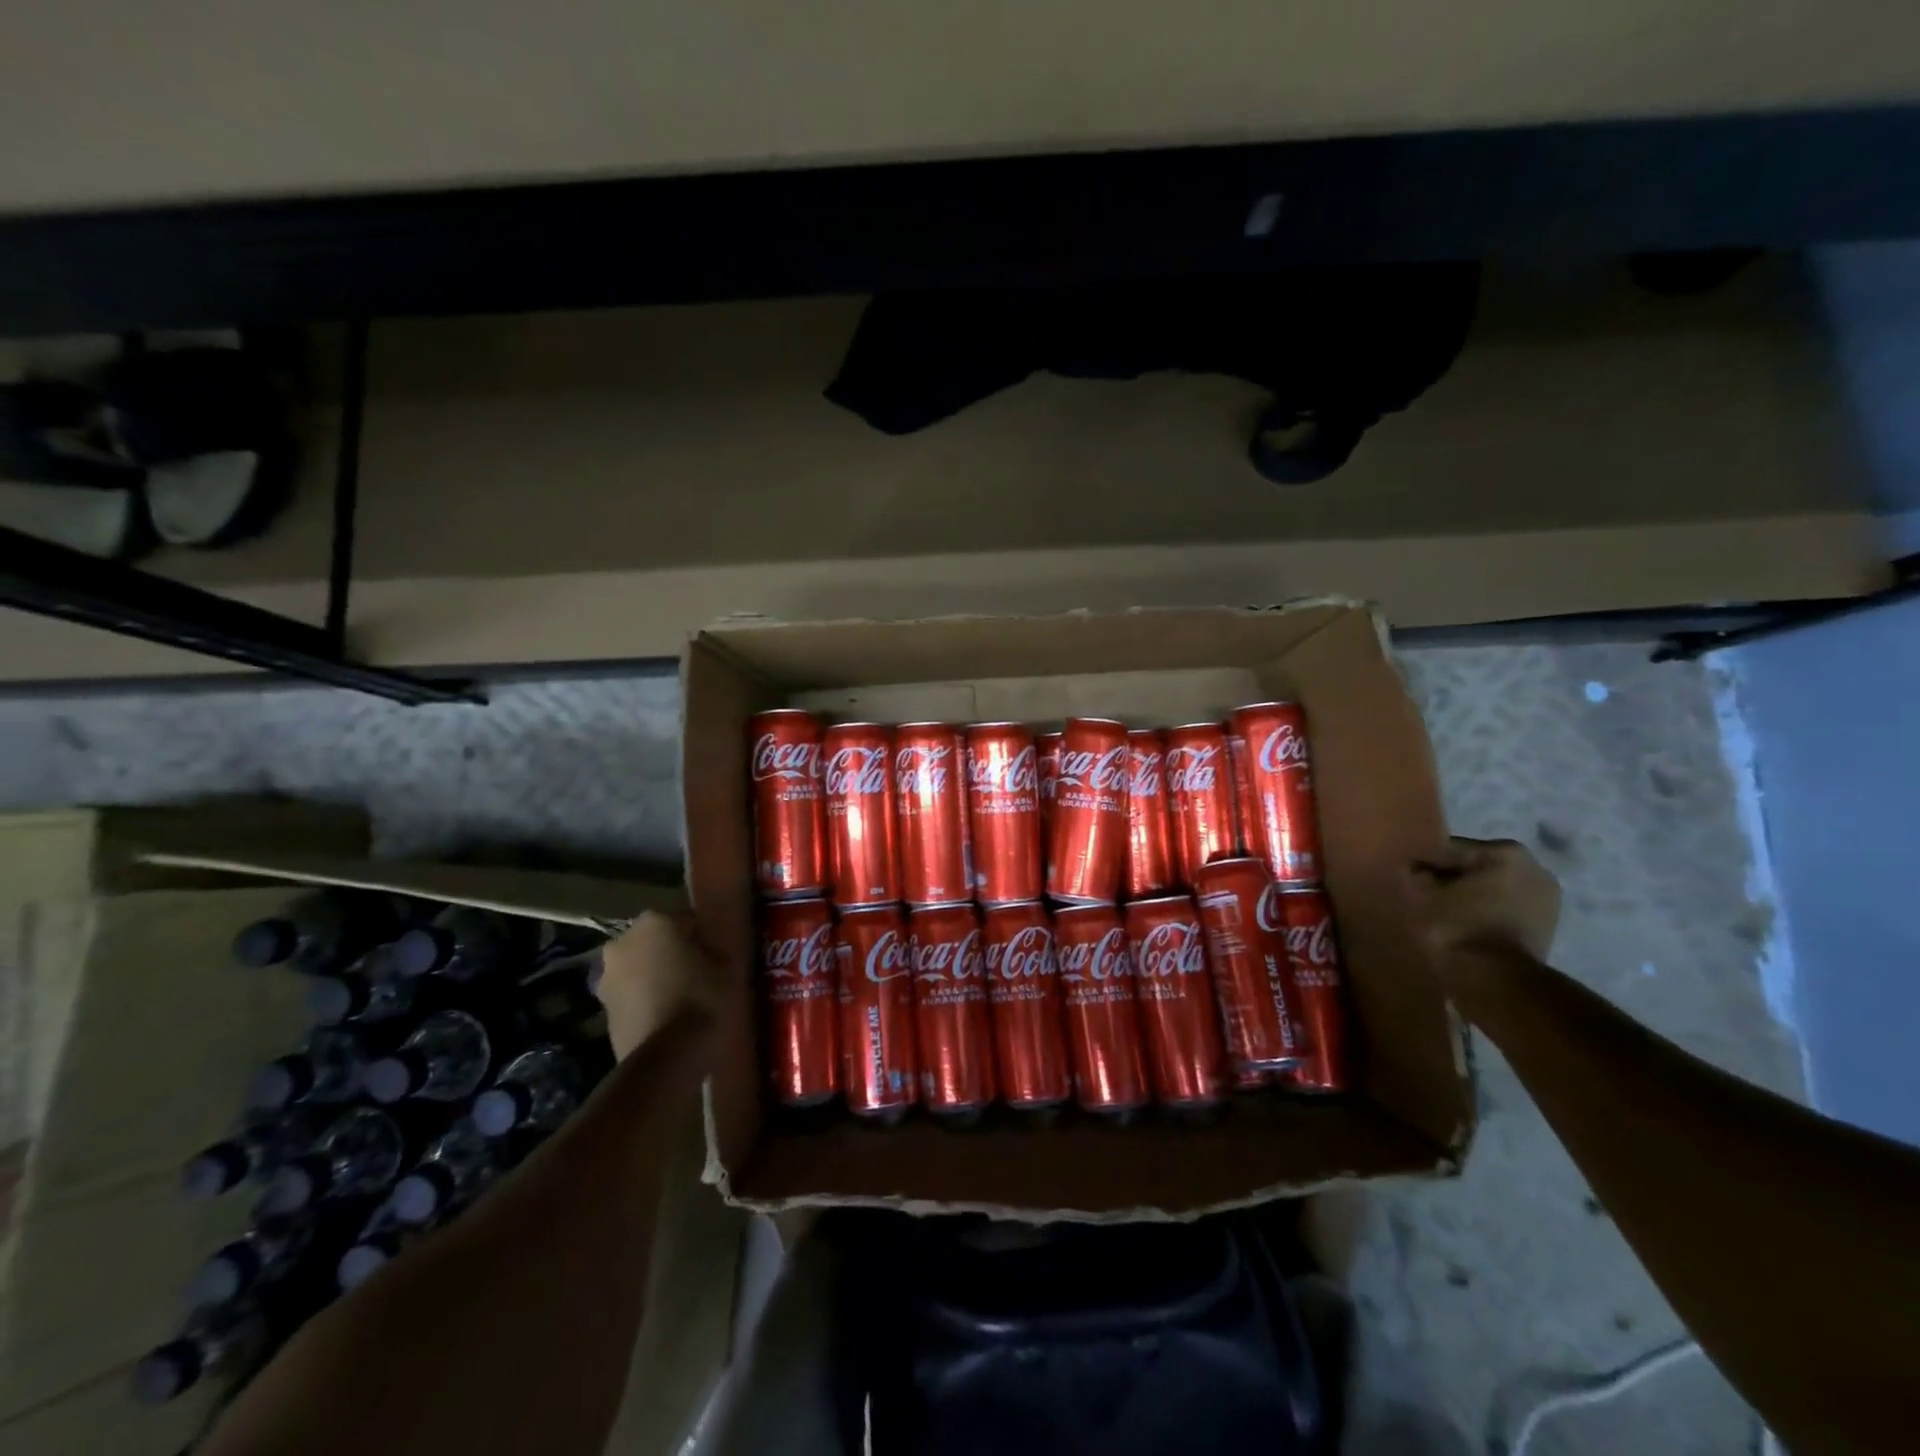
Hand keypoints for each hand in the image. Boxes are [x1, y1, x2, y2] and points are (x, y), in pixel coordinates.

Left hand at [593, 911, 721, 1059]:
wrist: (664, 1056)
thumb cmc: (700, 998)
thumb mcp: (724, 968)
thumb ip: (713, 951)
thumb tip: (706, 952)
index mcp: (655, 921)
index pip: (686, 919)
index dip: (702, 937)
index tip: (713, 954)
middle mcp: (624, 940)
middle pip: (655, 940)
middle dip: (671, 952)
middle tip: (696, 972)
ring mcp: (607, 974)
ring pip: (639, 966)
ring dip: (654, 975)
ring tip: (679, 997)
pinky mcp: (602, 1007)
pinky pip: (630, 993)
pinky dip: (643, 999)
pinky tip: (664, 1015)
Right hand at [1412, 836, 1561, 963]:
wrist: (1496, 979)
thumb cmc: (1457, 925)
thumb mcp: (1422, 893)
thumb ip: (1416, 872)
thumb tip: (1417, 868)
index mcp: (1505, 851)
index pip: (1451, 849)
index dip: (1427, 865)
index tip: (1412, 881)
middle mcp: (1535, 867)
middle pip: (1477, 867)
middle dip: (1454, 879)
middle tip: (1429, 897)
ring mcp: (1547, 898)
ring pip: (1494, 888)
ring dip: (1472, 896)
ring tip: (1449, 914)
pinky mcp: (1548, 926)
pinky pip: (1507, 909)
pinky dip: (1488, 913)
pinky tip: (1469, 926)